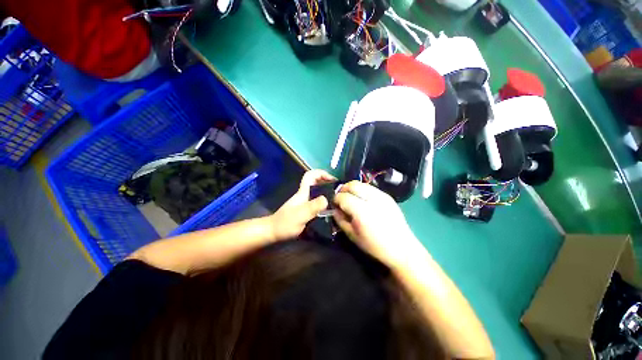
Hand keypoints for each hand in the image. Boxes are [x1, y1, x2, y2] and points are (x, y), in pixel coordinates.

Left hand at [268, 169, 335, 240]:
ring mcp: (305, 203)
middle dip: (327, 183)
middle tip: (339, 191)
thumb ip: (313, 207)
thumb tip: (327, 198)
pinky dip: (325, 204)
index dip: (321, 173)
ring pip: (318, 193)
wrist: (273, 232)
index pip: (310, 175)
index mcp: (303, 192)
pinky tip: (331, 211)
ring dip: (327, 194)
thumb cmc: (285, 223)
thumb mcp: (300, 215)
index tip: (332, 180)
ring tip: (338, 201)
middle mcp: (305, 195)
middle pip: (316, 183)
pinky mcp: (306, 211)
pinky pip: (317, 203)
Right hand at [333, 181, 426, 268]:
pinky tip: (363, 200)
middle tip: (341, 199)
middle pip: (352, 185)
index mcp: (361, 211)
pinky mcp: (388, 196)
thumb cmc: (375, 246)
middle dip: (343, 190)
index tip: (334, 205)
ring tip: (351, 198)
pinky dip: (362, 190)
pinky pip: (370, 188)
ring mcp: (382, 196)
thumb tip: (335, 209)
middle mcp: (372, 199)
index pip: (343, 197)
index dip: (335, 199)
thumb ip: (340, 220)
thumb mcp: (352, 236)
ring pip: (361, 184)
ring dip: (352, 189)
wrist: (402, 248)